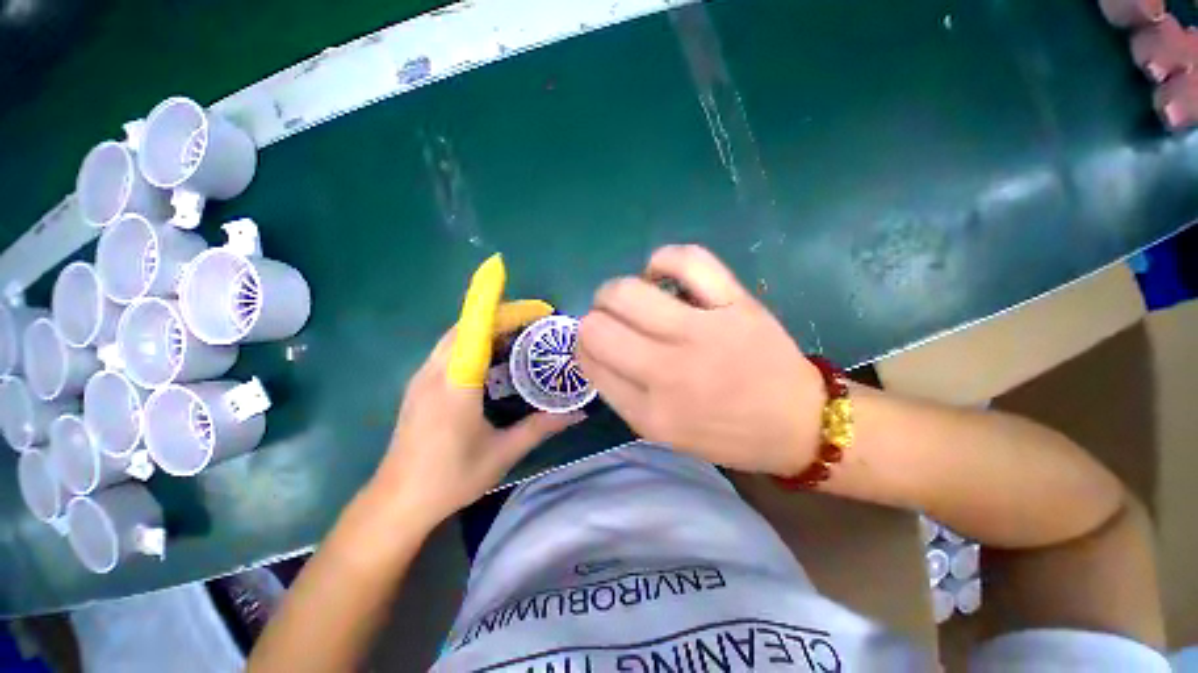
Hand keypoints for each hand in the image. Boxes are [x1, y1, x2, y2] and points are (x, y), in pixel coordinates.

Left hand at [374, 255, 582, 524]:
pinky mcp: (420, 384)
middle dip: (502, 313)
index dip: (494, 301)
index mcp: (456, 383)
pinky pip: (450, 348)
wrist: (396, 502)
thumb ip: (542, 427)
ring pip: (457, 335)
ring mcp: (423, 376)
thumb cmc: (451, 478)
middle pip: (467, 325)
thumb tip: (578, 413)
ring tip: (520, 334)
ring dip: (487, 325)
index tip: (519, 288)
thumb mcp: (503, 452)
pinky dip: (474, 340)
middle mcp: (436, 370)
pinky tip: (493, 357)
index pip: (475, 328)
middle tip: (537, 320)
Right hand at [577, 245, 823, 476]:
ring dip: (616, 290)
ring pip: (626, 291)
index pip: (588, 360)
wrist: (797, 424)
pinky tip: (662, 273)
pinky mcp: (734, 304)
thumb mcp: (663, 432)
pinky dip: (663, 260)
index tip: (597, 343)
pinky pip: (685, 261)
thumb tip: (593, 346)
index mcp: (649, 413)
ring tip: (633, 297)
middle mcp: (668, 373)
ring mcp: (702, 333)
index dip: (583, 345)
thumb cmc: (726, 434)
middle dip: (594, 317)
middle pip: (595, 324)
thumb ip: (622, 393)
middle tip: (612, 319)